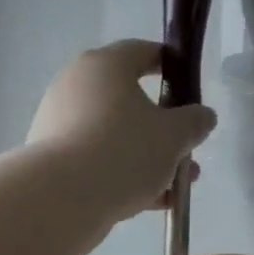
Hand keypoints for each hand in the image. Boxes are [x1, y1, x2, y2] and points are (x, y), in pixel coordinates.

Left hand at [27, 40, 216, 229]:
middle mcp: (76, 86)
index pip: (143, 52)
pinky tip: (150, 201)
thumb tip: (202, 115)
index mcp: (105, 65)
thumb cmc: (123, 151)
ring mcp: (59, 122)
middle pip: (128, 100)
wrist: (60, 198)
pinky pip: (95, 159)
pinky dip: (122, 174)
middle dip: (163, 128)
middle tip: (187, 150)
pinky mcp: (51, 158)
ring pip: (113, 134)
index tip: (189, 88)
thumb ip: (194, 121)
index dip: (171, 66)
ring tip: (175, 186)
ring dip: (147, 156)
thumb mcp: (173, 136)